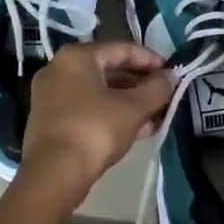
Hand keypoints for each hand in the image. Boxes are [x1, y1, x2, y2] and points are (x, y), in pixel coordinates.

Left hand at [18, 42, 174, 207]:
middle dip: (141, 84)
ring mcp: (51, 95)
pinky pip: (87, 107)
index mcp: (77, 56)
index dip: (151, 60)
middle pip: (109, 69)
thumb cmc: (95, 130)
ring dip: (129, 102)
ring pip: (99, 91)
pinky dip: (111, 113)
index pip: (122, 49)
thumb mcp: (133, 108)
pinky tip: (136, 129)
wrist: (54, 174)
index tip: (172, 73)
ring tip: (156, 116)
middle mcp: (59, 69)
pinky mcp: (50, 119)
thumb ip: (157, 89)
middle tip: (165, 96)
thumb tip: (171, 77)